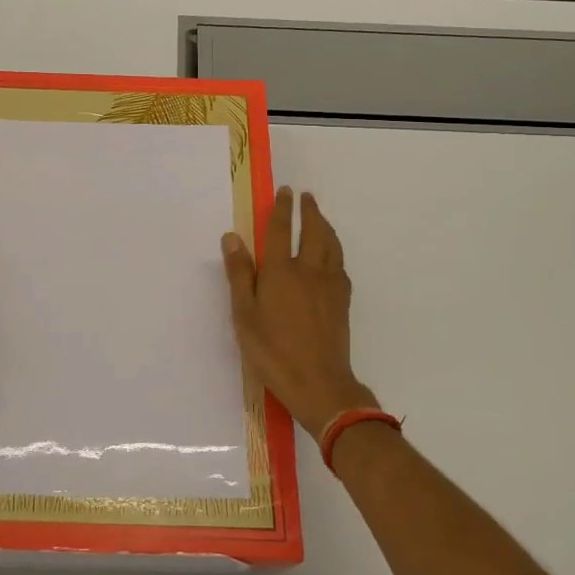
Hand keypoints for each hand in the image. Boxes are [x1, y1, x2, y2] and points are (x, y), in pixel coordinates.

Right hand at [221, 188, 376, 435]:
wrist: (318, 382)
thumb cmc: (272, 351)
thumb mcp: (244, 315)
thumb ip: (239, 274)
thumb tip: (232, 237)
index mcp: (280, 271)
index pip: (280, 230)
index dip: (282, 209)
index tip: (285, 191)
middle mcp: (308, 270)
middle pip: (313, 231)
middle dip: (309, 211)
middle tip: (307, 196)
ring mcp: (330, 285)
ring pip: (331, 245)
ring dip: (325, 226)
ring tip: (320, 218)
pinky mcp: (343, 301)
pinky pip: (341, 265)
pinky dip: (336, 251)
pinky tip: (332, 257)